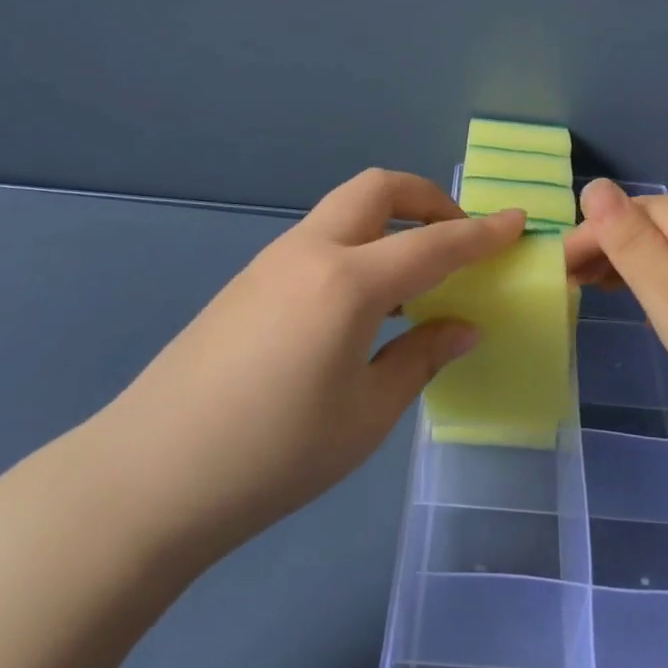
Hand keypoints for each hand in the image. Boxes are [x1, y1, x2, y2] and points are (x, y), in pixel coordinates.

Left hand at [105, 170, 524, 561]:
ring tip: (413, 278)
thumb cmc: (273, 456)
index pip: (434, 244)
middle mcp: (311, 252)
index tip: (519, 222)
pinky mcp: (248, 281)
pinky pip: (319, 239)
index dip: (483, 233)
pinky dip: (357, 246)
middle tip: (456, 240)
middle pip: (378, 189)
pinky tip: (361, 305)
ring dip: (389, 222)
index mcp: (349, 283)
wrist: (148, 478)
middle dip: (428, 199)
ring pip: (344, 210)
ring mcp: (272, 261)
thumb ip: (421, 358)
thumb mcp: (366, 415)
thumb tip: (463, 326)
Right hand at [563, 180, 667, 438]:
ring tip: (603, 290)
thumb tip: (593, 185)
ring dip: (635, 261)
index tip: (559, 272)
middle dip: (610, 247)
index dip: (589, 237)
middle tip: (575, 285)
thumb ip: (627, 240)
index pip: (628, 212)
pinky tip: (657, 297)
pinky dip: (666, 273)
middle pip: (652, 223)